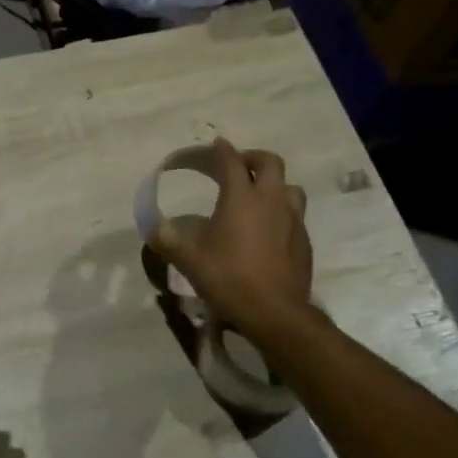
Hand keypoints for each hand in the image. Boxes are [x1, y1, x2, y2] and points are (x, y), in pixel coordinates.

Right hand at [148, 138, 312, 336]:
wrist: (276, 313)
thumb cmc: (229, 279)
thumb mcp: (189, 260)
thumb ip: (168, 240)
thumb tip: (153, 228)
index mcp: (241, 198)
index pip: (231, 161)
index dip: (222, 150)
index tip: (216, 144)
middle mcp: (270, 201)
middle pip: (270, 163)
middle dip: (253, 158)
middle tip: (239, 167)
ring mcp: (292, 220)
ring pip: (290, 187)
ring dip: (274, 185)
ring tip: (260, 196)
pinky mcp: (304, 240)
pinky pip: (295, 215)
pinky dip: (282, 212)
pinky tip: (270, 230)